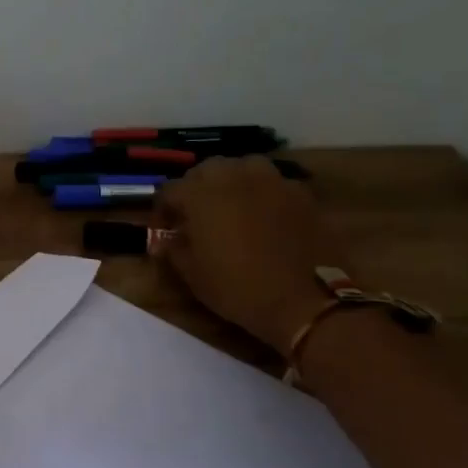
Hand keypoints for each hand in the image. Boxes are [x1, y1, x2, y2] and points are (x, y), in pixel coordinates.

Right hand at [156, 156, 332, 350]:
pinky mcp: (300, 192)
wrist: (304, 300)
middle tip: (197, 215)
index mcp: (201, 195)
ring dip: (231, 181)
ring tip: (231, 205)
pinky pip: (273, 182)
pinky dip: (263, 193)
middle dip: (196, 188)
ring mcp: (271, 181)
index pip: (170, 190)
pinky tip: (265, 216)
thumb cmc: (238, 288)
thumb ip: (174, 249)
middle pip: (206, 170)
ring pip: (243, 167)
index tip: (166, 229)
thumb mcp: (193, 275)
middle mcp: (234, 177)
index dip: (163, 209)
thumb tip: (165, 239)